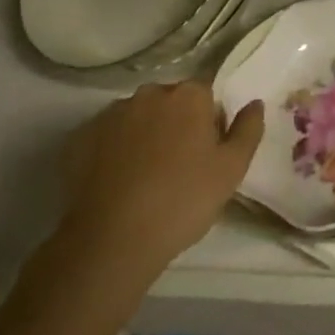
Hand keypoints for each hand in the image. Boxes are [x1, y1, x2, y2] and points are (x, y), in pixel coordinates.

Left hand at [60, 82, 263, 272]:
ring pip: (136, 118)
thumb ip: (248, 130)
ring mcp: (111, 114)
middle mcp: (150, 93)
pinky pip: (105, 137)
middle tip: (176, 168)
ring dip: (143, 136)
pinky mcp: (80, 138)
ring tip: (143, 179)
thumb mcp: (231, 170)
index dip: (208, 124)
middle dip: (175, 125)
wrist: (111, 240)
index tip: (205, 155)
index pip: (206, 96)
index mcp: (189, 95)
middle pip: (169, 102)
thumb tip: (254, 103)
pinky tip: (115, 183)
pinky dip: (112, 152)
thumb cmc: (182, 201)